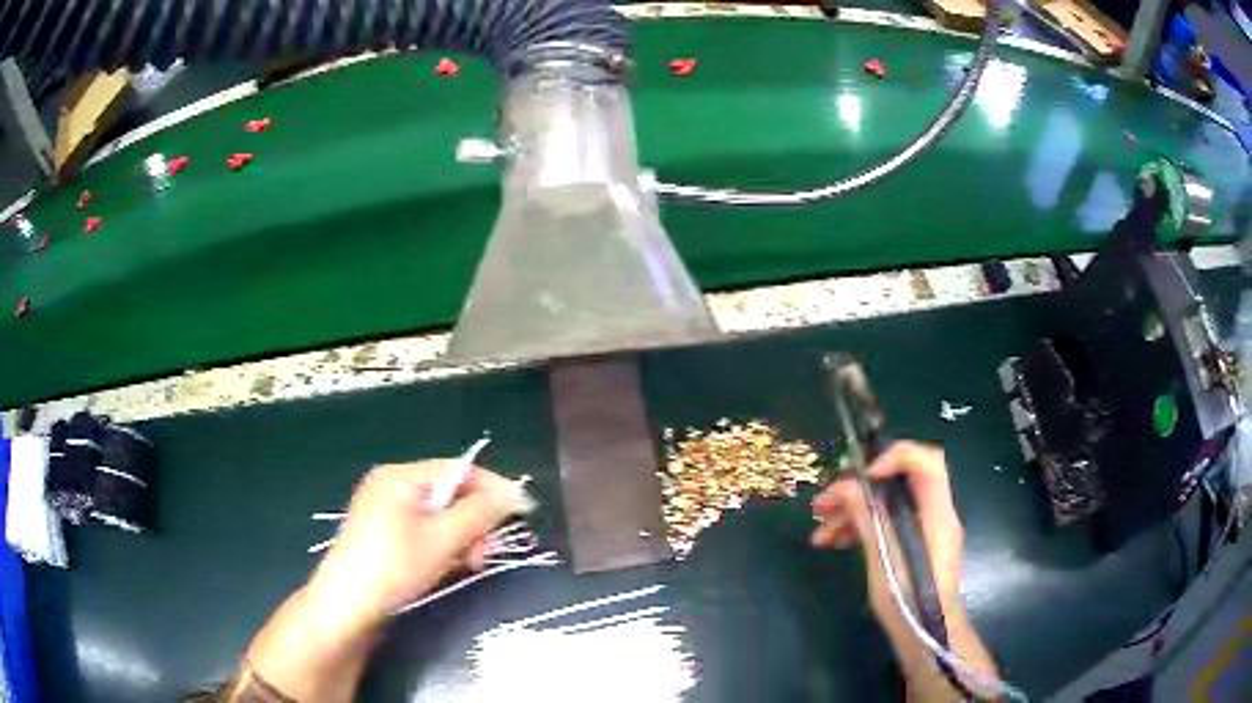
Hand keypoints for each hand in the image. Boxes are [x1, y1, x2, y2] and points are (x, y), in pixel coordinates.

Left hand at [243, 461, 522, 702]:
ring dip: (460, 538)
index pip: (458, 469)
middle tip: (484, 553)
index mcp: (400, 476)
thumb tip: (514, 494)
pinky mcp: (382, 535)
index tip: (520, 513)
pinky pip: (422, 531)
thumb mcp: (442, 540)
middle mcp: (390, 486)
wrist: (346, 606)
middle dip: (473, 522)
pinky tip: (445, 567)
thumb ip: (480, 513)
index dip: (492, 489)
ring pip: (438, 516)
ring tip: (467, 564)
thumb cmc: (393, 566)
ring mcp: (384, 511)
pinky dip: (440, 546)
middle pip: (448, 493)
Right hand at [810, 441, 964, 616]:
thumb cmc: (907, 597)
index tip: (861, 477)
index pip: (926, 460)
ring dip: (853, 512)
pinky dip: (863, 529)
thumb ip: (868, 516)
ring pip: (888, 506)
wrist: (924, 635)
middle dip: (859, 489)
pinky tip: (836, 543)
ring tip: (820, 532)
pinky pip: (889, 525)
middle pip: (898, 483)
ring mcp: (925, 531)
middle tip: (824, 502)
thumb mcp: (883, 555)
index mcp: (936, 511)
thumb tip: (847, 486)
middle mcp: (935, 514)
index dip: (893, 457)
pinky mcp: (914, 547)